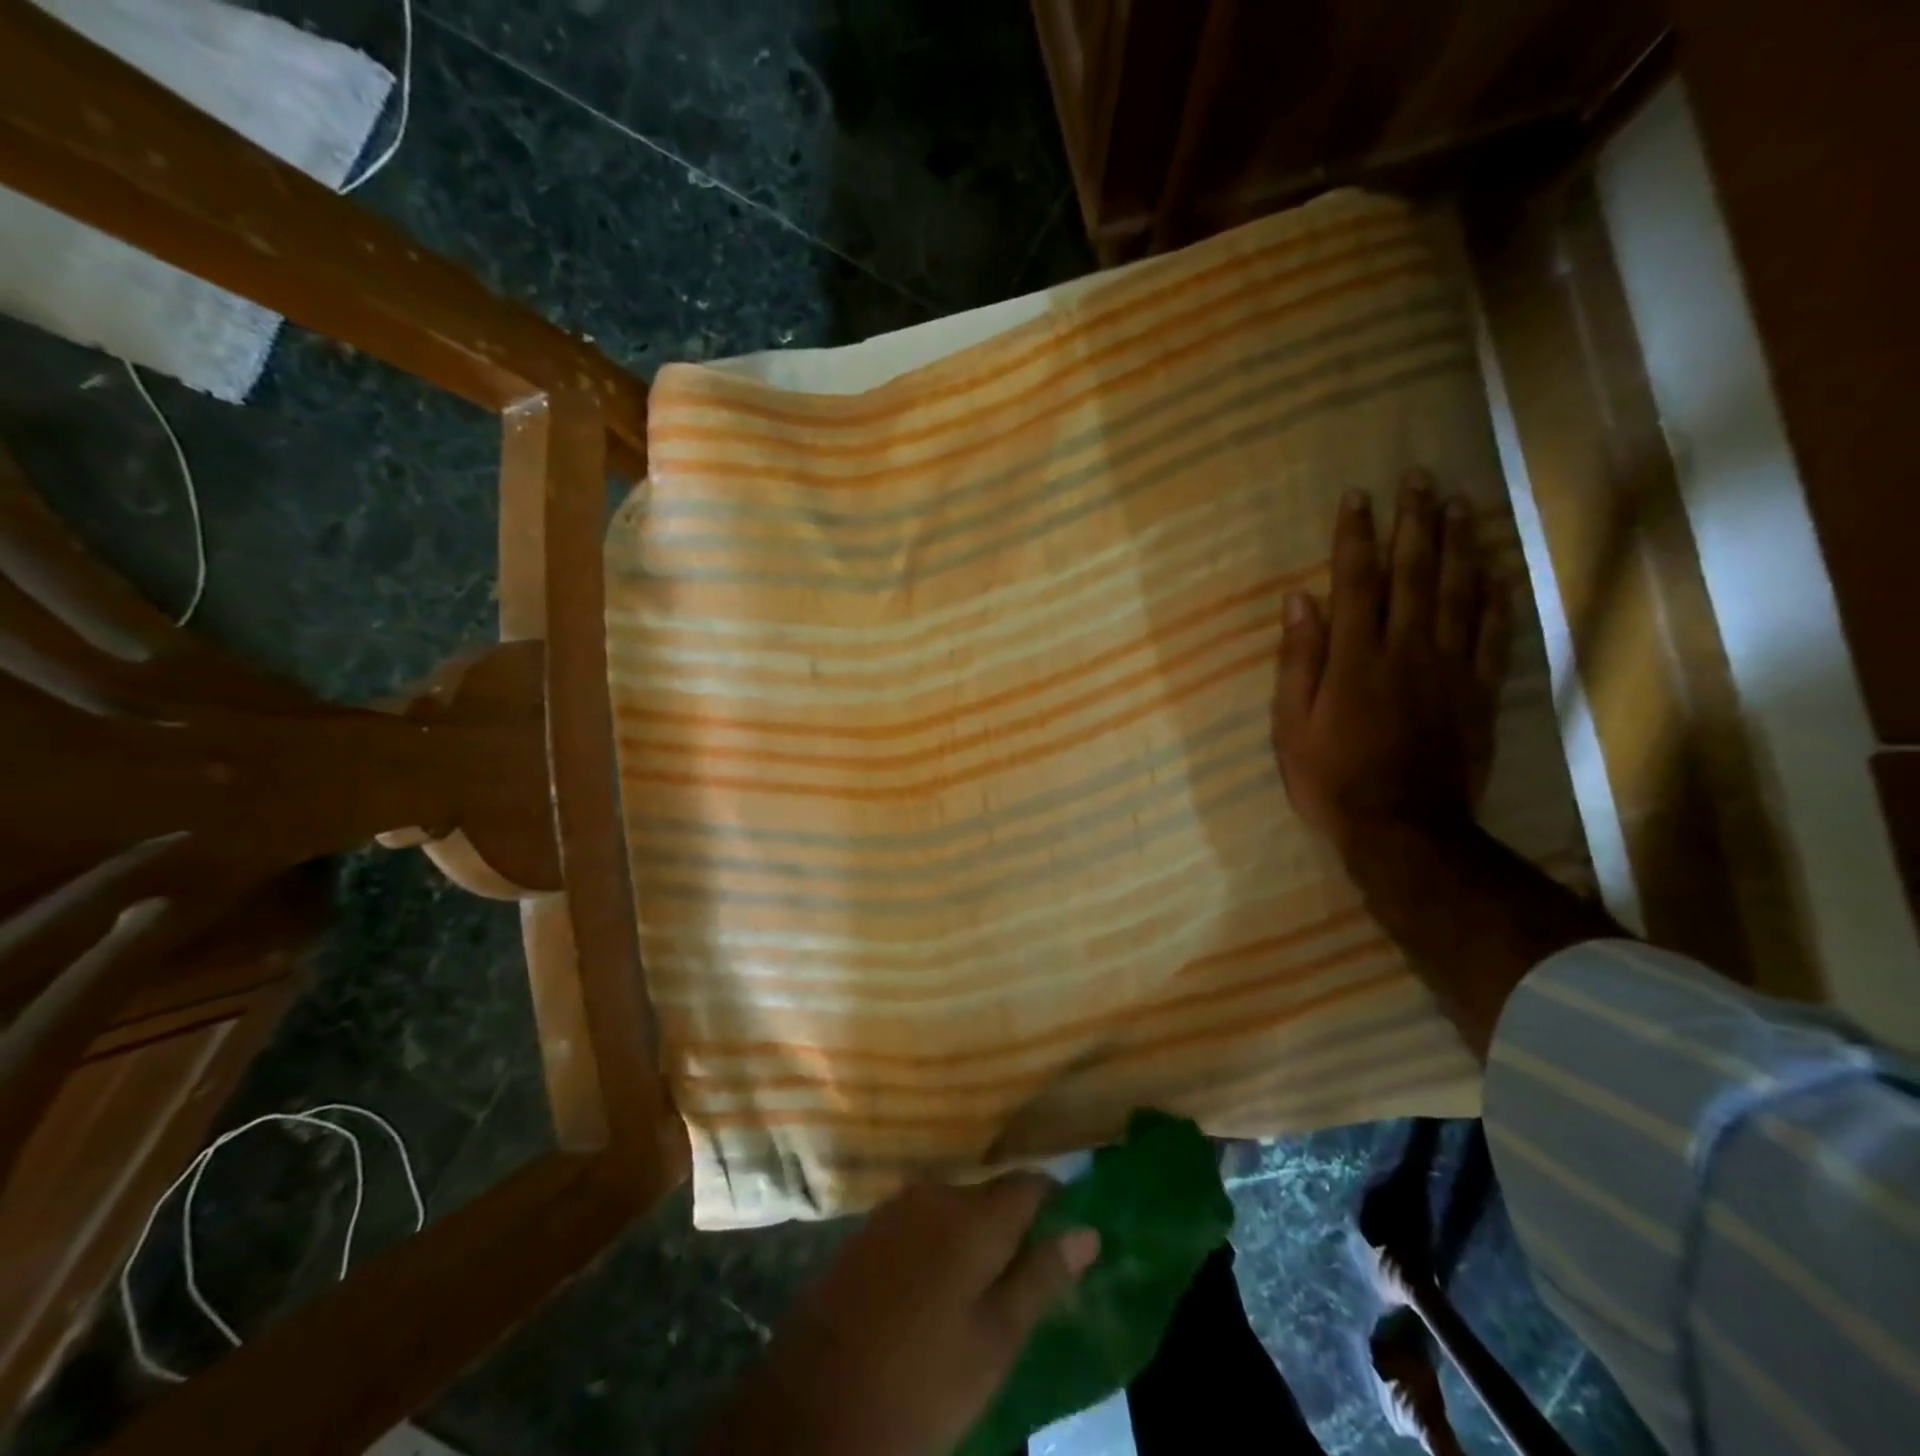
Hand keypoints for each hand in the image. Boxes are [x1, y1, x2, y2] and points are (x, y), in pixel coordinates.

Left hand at [700, 1176, 1099, 1455]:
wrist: (811, 1409)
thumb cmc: (921, 1383)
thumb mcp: (995, 1343)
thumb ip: (1042, 1279)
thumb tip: (1088, 1232)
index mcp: (973, 1216)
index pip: (1029, 1184)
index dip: (1054, 1202)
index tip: (1069, 1228)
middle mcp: (935, 1194)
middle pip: (989, 1196)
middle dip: (1011, 1226)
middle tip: (1025, 1277)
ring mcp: (895, 1208)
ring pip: (953, 1208)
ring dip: (971, 1237)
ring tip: (981, 1288)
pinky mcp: (867, 1229)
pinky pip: (919, 1222)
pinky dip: (937, 1244)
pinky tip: (934, 1287)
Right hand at [1271, 471, 1510, 865]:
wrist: (1402, 829)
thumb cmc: (1331, 779)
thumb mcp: (1290, 726)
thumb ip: (1298, 661)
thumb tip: (1299, 601)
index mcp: (1354, 659)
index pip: (1355, 583)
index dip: (1355, 537)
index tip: (1357, 496)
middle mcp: (1405, 651)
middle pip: (1413, 575)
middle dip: (1414, 523)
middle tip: (1420, 478)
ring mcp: (1449, 670)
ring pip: (1458, 595)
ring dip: (1458, 545)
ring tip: (1461, 504)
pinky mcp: (1478, 694)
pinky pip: (1493, 636)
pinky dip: (1497, 598)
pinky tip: (1498, 568)